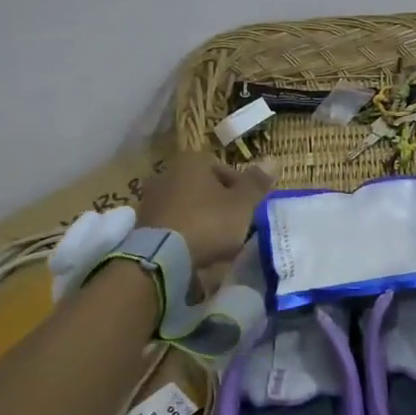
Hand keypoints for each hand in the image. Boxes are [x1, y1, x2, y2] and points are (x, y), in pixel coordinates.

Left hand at [137, 152, 273, 268]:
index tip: (249, 210)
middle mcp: (168, 172)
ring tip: (215, 241)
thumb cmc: (208, 222)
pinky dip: (185, 231)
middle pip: (204, 187)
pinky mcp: (142, 222)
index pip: (224, 169)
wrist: (163, 255)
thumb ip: (256, 183)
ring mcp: (152, 197)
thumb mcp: (242, 204)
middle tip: (234, 226)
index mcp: (193, 161)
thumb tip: (273, 160)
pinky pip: (173, 222)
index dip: (241, 190)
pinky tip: (194, 249)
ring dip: (201, 218)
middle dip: (219, 204)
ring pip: (187, 205)